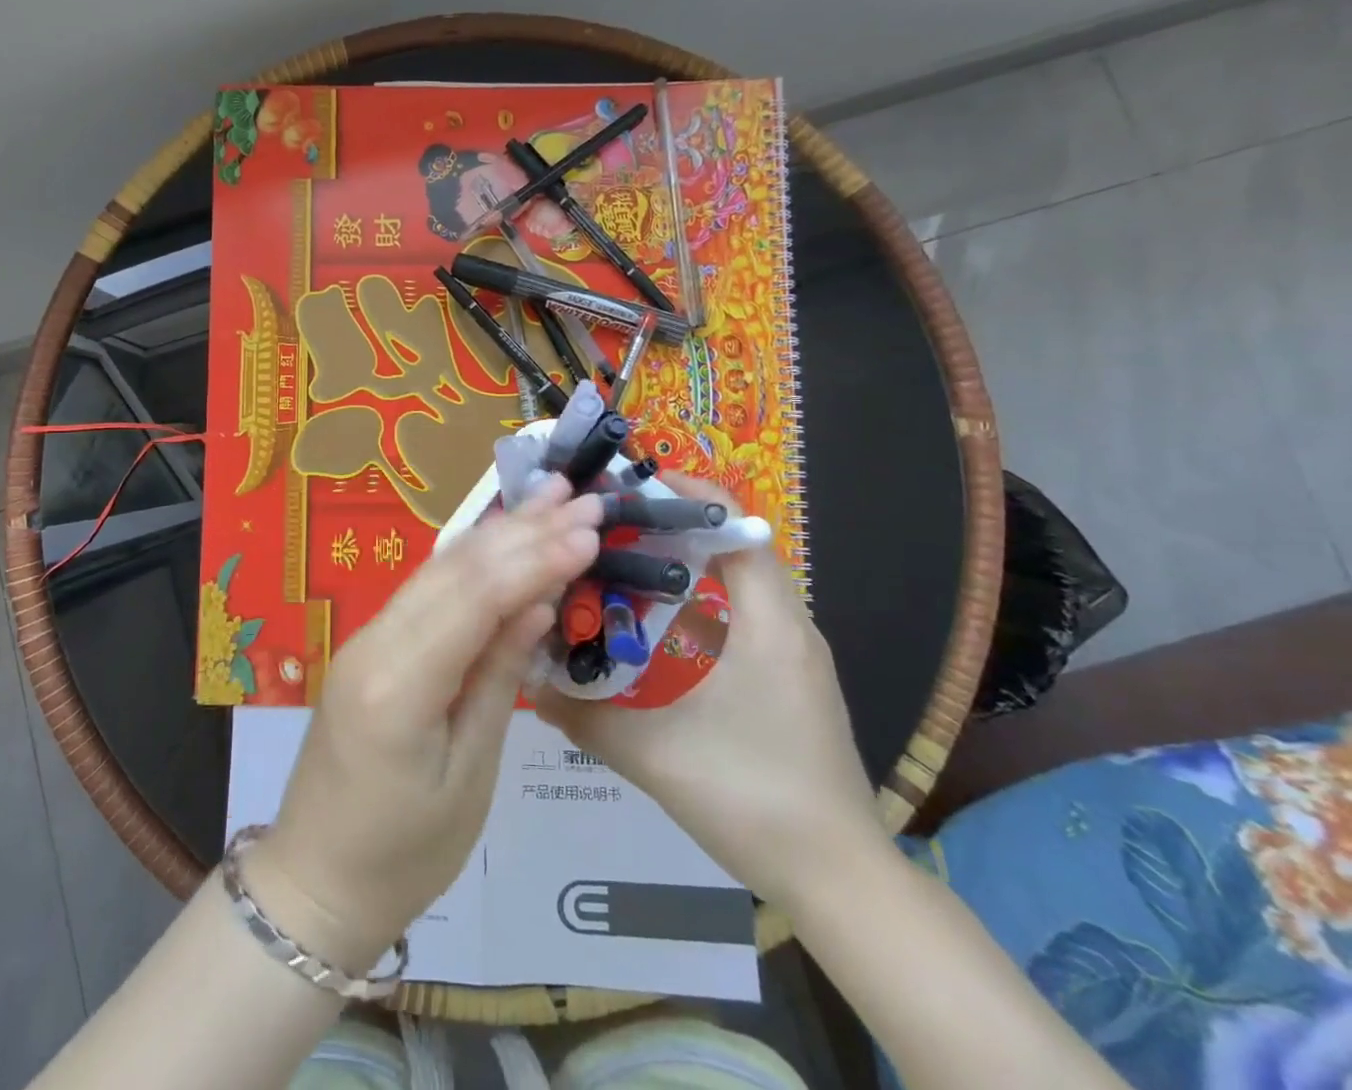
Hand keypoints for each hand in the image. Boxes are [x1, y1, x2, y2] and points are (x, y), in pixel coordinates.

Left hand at [242, 482, 602, 970]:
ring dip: (498, 531)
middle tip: (582, 497)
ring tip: (549, 496)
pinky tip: (502, 537)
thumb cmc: (404, 855)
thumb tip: (537, 603)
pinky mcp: (370, 643)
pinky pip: (426, 590)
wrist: (316, 880)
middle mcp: (374, 642)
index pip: (473, 599)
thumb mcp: (469, 776)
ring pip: (439, 569)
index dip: (534, 558)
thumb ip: (499, 679)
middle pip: (456, 570)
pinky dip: (471, 560)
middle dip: (523, 530)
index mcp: (397, 686)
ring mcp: (366, 637)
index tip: (589, 531)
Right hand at [532, 475, 885, 906]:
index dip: (684, 490)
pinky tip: (653, 628)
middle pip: (729, 544)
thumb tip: (526, 682)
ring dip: (682, 564)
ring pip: (735, 581)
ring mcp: (793, 653)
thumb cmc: (753, 797)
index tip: (626, 485)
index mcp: (767, 620)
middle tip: (605, 526)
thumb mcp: (653, 754)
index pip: (735, 522)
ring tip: (619, 566)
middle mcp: (787, 623)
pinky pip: (741, 615)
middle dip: (668, 525)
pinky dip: (697, 601)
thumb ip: (583, 715)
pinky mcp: (790, 680)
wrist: (841, 883)